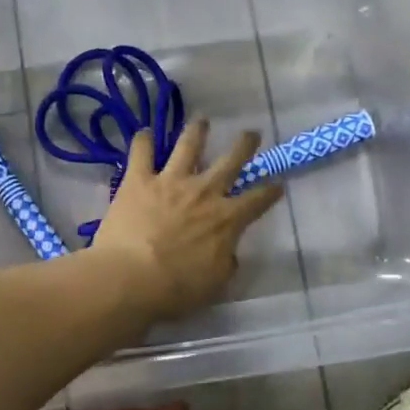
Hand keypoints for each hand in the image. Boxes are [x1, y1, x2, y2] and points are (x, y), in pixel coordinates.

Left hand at [89, 121, 285, 321]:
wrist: (131, 277)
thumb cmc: (176, 289)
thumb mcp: (214, 284)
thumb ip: (225, 263)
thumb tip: (229, 253)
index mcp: (226, 220)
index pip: (257, 201)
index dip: (270, 192)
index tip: (277, 184)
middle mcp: (204, 192)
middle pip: (231, 161)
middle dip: (244, 145)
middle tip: (251, 133)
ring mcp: (171, 181)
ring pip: (189, 145)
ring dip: (197, 131)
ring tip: (202, 120)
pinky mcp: (139, 180)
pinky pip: (142, 152)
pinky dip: (144, 140)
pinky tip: (145, 133)